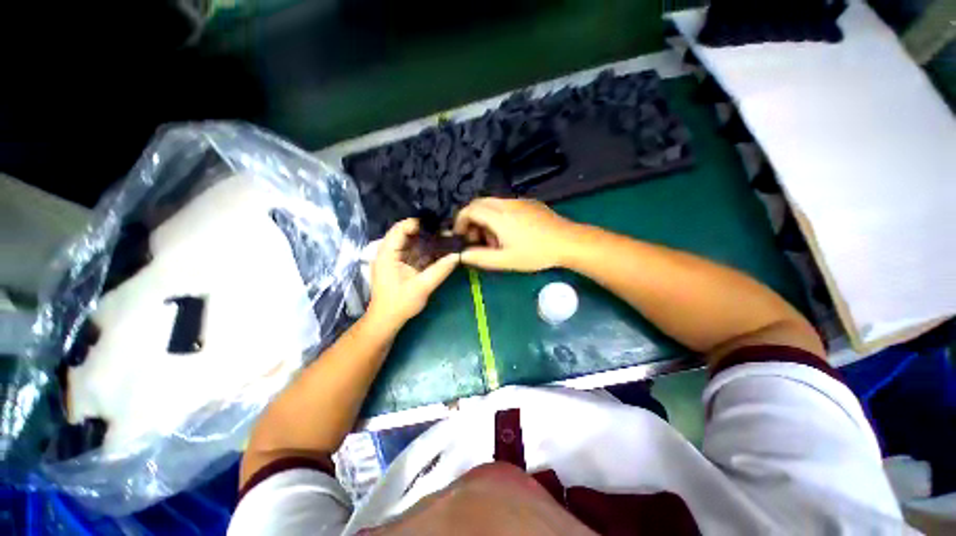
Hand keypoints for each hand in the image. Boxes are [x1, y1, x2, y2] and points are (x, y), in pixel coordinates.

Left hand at [367, 219, 459, 331]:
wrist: (386, 321)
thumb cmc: (400, 304)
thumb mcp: (422, 287)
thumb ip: (440, 270)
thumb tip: (458, 256)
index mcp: (388, 254)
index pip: (400, 229)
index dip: (418, 224)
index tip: (438, 225)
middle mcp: (389, 252)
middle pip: (407, 234)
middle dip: (427, 232)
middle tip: (446, 232)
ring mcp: (395, 259)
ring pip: (412, 243)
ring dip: (428, 242)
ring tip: (446, 239)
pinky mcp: (401, 266)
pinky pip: (415, 253)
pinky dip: (427, 252)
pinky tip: (441, 251)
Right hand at [453, 198, 576, 271]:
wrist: (568, 241)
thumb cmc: (536, 253)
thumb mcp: (506, 260)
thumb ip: (480, 257)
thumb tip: (462, 254)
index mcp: (498, 216)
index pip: (469, 210)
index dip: (460, 222)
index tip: (461, 237)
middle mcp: (506, 203)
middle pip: (479, 204)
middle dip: (472, 220)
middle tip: (476, 240)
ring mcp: (519, 201)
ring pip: (492, 204)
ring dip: (485, 219)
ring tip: (494, 240)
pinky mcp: (529, 203)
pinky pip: (505, 205)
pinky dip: (498, 216)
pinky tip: (509, 233)